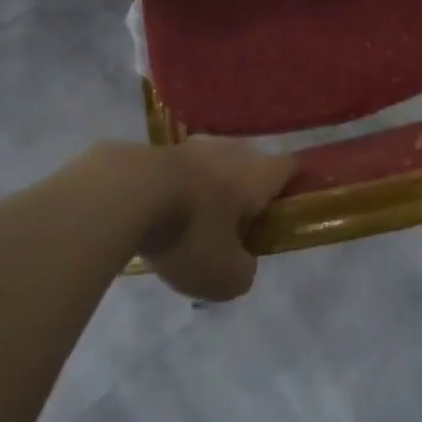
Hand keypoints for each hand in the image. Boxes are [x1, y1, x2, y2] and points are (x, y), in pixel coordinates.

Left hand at [138, 139, 297, 300]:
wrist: (126, 193)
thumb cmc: (190, 232)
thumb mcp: (226, 276)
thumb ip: (244, 271)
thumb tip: (241, 261)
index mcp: (258, 173)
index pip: (291, 167)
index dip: (296, 185)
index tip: (291, 207)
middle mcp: (232, 150)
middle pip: (252, 167)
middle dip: (248, 194)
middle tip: (237, 230)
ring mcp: (194, 145)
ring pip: (215, 167)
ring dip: (211, 191)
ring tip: (196, 226)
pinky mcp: (160, 149)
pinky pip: (182, 172)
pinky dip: (180, 190)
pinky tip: (163, 216)